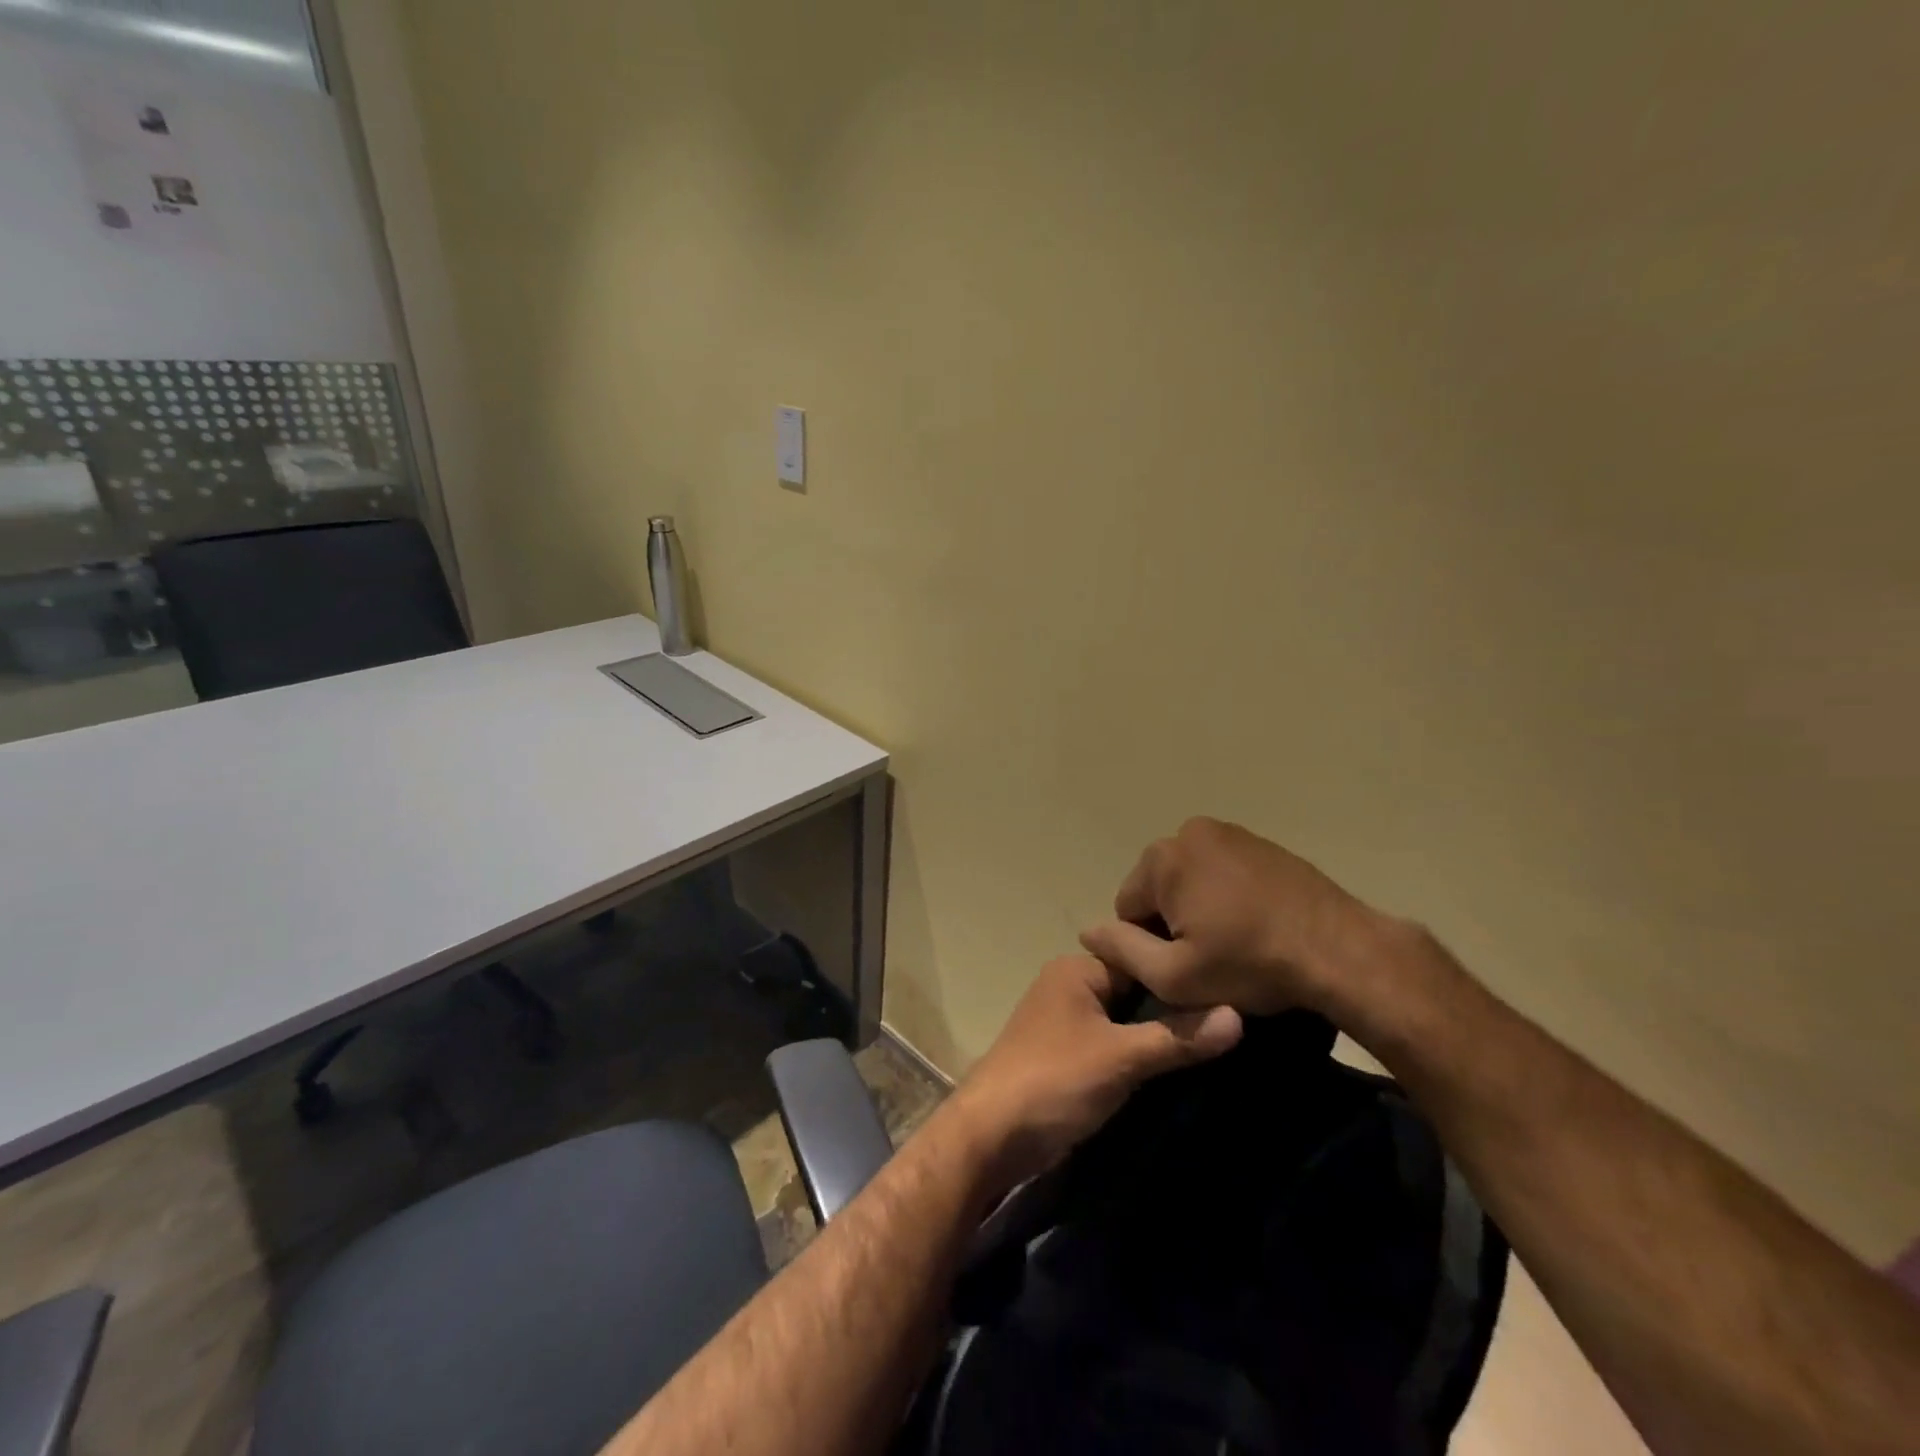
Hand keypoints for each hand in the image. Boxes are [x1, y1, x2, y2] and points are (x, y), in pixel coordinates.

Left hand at [946, 955, 1241, 1190]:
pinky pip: (1112, 1043)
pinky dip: (1138, 1053)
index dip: (1182, 975)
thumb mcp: (1121, 1057)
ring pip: (1124, 1019)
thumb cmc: (1055, 1081)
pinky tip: (1174, 1068)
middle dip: (1173, 1006)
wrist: (990, 1136)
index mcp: (1077, 969)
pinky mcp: (1065, 1055)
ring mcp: (1065, 1021)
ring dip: (1158, 1034)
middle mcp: (1069, 985)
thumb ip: (1177, 1037)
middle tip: (1232, 1021)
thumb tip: (1239, 1015)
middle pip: (1135, 989)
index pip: (1142, 959)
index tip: (1231, 990)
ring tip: (1214, 1045)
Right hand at [1078, 816, 1383, 1016]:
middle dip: (1173, 921)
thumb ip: (1122, 950)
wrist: (1340, 950)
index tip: (1185, 967)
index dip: (1148, 945)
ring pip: (1190, 879)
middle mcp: (1189, 832)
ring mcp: (1229, 833)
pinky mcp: (1261, 843)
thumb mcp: (1174, 976)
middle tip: (1210, 957)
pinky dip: (1227, 895)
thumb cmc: (1250, 964)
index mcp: (1162, 859)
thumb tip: (1087, 931)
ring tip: (1235, 941)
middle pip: (1158, 888)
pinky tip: (1254, 924)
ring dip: (1200, 908)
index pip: (1128, 907)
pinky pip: (1222, 871)